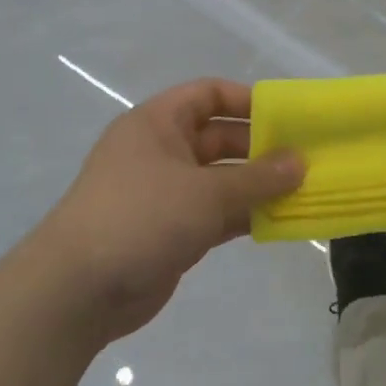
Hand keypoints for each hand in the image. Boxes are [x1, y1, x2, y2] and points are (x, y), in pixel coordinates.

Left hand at [40, 79, 303, 342]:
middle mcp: (161, 152)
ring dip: (258, 185)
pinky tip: (280, 221)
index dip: (247, 101)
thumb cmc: (141, 218)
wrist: (78, 291)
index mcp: (157, 124)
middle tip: (306, 159)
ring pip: (221, 179)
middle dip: (261, 148)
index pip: (208, 94)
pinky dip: (245, 215)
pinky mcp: (172, 230)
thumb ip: (258, 177)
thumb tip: (301, 162)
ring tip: (304, 190)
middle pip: (219, 138)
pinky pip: (217, 213)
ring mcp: (166, 194)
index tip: (288, 117)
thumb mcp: (206, 192)